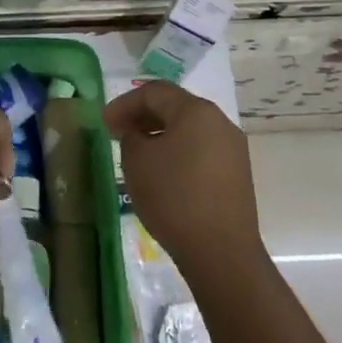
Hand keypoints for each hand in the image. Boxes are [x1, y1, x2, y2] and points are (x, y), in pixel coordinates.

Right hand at [104, 82, 261, 269]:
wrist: (220, 250)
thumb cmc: (173, 197)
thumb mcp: (137, 162)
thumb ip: (131, 137)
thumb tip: (139, 136)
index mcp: (196, 111)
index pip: (155, 92)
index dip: (125, 103)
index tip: (104, 123)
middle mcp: (220, 122)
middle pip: (176, 107)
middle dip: (143, 117)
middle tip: (117, 134)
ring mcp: (233, 149)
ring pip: (190, 130)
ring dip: (161, 135)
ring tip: (138, 154)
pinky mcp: (237, 174)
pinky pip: (202, 151)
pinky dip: (178, 152)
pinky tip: (163, 173)